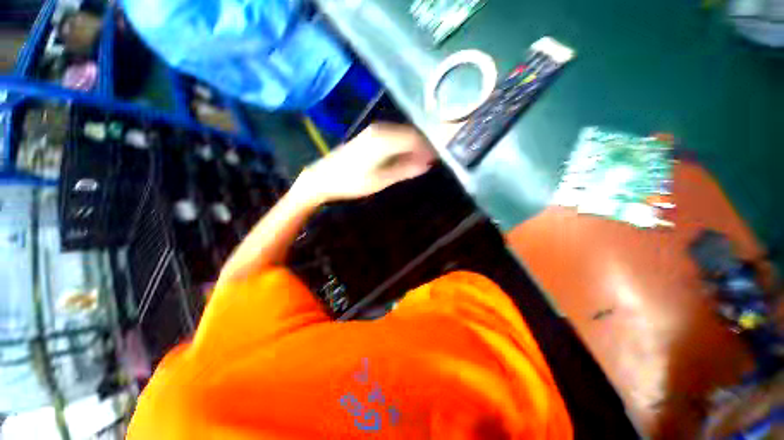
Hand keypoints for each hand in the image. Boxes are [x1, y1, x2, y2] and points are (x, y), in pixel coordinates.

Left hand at [295, 124, 435, 203]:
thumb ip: (405, 170)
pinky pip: (393, 137)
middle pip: (410, 134)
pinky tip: (404, 157)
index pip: (415, 139)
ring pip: (402, 135)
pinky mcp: (368, 136)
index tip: (437, 159)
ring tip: (420, 162)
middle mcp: (380, 129)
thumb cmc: (352, 182)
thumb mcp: (381, 179)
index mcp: (384, 139)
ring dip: (412, 147)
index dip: (428, 148)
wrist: (323, 177)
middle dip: (422, 147)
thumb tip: (427, 164)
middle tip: (431, 162)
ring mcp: (373, 131)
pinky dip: (402, 146)